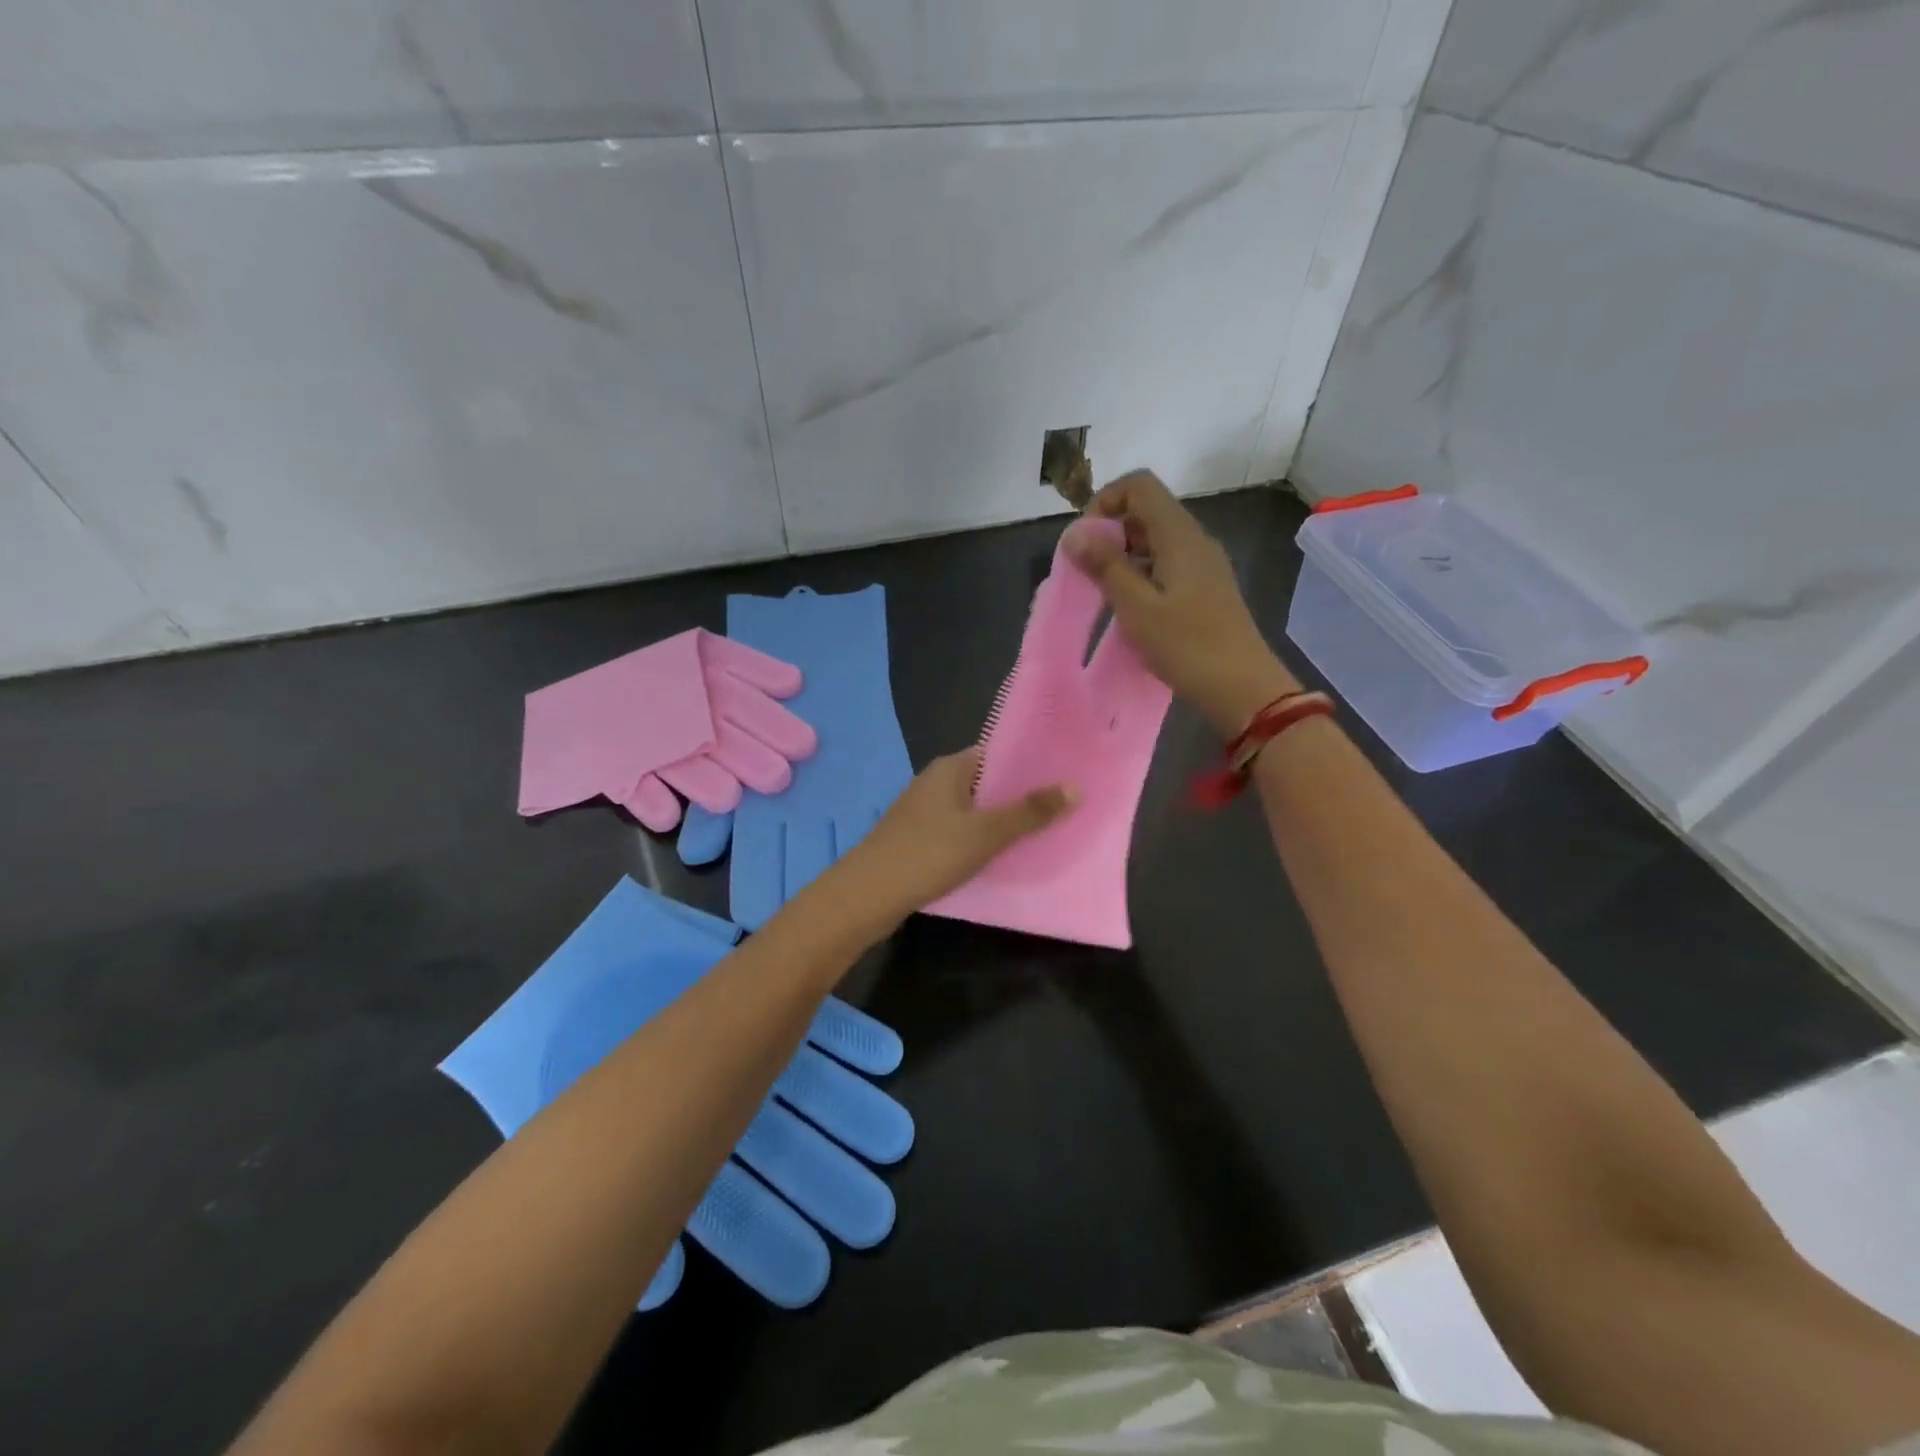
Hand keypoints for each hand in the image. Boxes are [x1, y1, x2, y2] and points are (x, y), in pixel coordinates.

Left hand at [832, 749, 1077, 927]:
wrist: (868, 894)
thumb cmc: (929, 853)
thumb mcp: (986, 833)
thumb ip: (1029, 812)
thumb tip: (1075, 787)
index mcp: (949, 768)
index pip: (997, 753)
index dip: (1030, 764)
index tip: (1063, 777)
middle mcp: (935, 783)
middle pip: (986, 783)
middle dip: (1020, 796)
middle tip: (1062, 809)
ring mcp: (923, 812)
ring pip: (972, 811)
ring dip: (1001, 821)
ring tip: (1042, 833)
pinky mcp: (917, 840)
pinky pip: (958, 832)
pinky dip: (980, 840)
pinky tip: (1001, 857)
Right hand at [1065, 469, 1299, 734]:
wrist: (1242, 688)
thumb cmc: (1186, 646)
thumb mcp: (1137, 607)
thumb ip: (1106, 566)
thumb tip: (1075, 533)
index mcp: (1179, 535)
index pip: (1139, 485)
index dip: (1105, 502)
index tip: (1086, 542)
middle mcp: (1194, 539)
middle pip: (1146, 510)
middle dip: (1111, 533)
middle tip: (1089, 574)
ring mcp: (1204, 563)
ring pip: (1155, 540)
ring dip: (1124, 557)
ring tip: (1106, 595)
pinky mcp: (1206, 587)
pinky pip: (1167, 564)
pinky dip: (1142, 574)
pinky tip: (1132, 609)